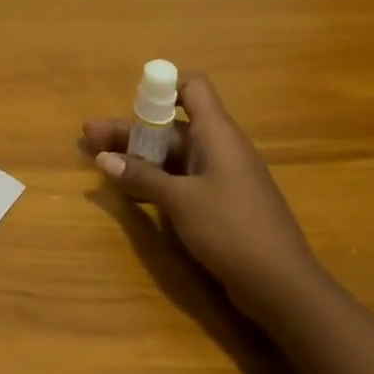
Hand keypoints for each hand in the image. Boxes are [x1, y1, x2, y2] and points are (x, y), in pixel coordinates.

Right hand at [84, 71, 321, 317]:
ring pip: (173, 153)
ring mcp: (221, 176)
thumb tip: (103, 159)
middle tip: (90, 138)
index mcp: (216, 133)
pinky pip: (181, 178)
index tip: (130, 102)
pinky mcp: (220, 202)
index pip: (192, 87)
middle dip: (131, 129)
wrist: (283, 287)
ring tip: (100, 162)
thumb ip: (141, 177)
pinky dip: (155, 178)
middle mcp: (219, 147)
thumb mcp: (179, 200)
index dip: (162, 86)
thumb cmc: (231, 229)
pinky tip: (129, 190)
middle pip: (171, 124)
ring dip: (138, 155)